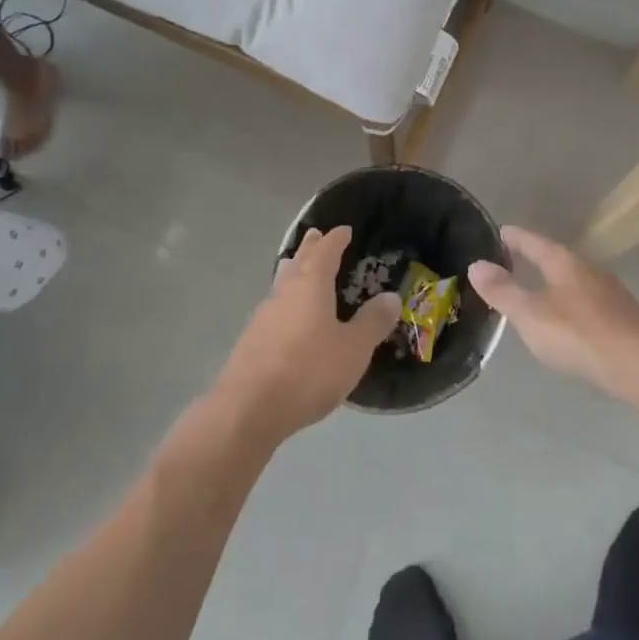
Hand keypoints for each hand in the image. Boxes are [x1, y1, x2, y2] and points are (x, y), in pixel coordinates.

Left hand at [215, 227, 400, 443]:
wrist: (247, 410)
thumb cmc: (308, 371)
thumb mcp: (353, 349)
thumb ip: (373, 322)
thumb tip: (391, 296)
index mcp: (311, 285)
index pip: (325, 252)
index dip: (336, 239)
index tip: (344, 230)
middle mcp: (284, 292)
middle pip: (298, 261)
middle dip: (310, 248)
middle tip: (316, 235)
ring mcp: (263, 317)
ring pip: (282, 284)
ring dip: (293, 272)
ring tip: (298, 268)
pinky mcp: (251, 342)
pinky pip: (274, 309)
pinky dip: (286, 302)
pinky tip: (289, 318)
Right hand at [469, 227, 638, 398]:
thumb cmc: (579, 334)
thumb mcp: (531, 315)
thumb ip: (503, 291)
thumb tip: (476, 264)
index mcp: (564, 263)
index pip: (535, 242)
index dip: (516, 237)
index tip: (501, 231)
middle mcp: (589, 270)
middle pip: (557, 258)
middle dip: (536, 258)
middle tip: (515, 258)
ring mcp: (610, 293)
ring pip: (575, 280)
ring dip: (555, 281)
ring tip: (539, 289)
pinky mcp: (623, 317)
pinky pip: (588, 301)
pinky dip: (571, 303)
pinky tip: (569, 320)